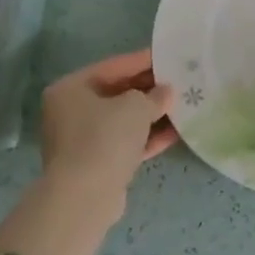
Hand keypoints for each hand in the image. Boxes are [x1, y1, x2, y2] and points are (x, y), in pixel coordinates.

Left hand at [39, 49, 176, 190]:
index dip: (144, 60)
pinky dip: (148, 138)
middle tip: (181, 82)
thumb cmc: (105, 138)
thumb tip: (166, 93)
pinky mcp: (97, 164)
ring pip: (124, 120)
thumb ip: (155, 95)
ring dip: (152, 115)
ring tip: (184, 107)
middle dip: (150, 90)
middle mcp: (71, 111)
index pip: (114, 66)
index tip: (170, 56)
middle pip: (118, 93)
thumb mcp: (136, 107)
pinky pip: (126, 143)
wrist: (84, 198)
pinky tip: (176, 134)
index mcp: (71, 88)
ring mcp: (83, 140)